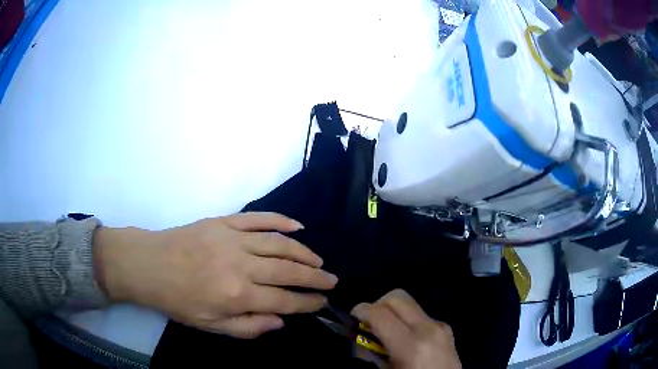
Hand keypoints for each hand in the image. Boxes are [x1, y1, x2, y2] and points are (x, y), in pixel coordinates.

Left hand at [94, 212, 337, 337]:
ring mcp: (234, 238)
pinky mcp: (225, 221)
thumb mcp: (210, 325)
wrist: (149, 264)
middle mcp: (241, 265)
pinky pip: (260, 218)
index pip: (285, 300)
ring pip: (280, 243)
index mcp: (237, 295)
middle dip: (315, 278)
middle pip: (289, 270)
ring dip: (305, 252)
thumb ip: (248, 327)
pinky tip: (298, 226)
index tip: (322, 302)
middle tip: (331, 281)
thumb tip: (280, 321)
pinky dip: (282, 221)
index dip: (307, 302)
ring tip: (319, 261)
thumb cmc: (178, 299)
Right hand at [352, 289, 460, 368]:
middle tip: (368, 323)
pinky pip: (420, 315)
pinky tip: (404, 338)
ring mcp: (440, 326)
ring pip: (409, 303)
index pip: (380, 314)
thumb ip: (369, 354)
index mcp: (411, 346)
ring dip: (392, 312)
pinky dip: (406, 320)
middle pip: (397, 297)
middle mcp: (428, 328)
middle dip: (377, 305)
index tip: (352, 318)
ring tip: (386, 333)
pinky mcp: (446, 328)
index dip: (361, 311)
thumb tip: (358, 336)